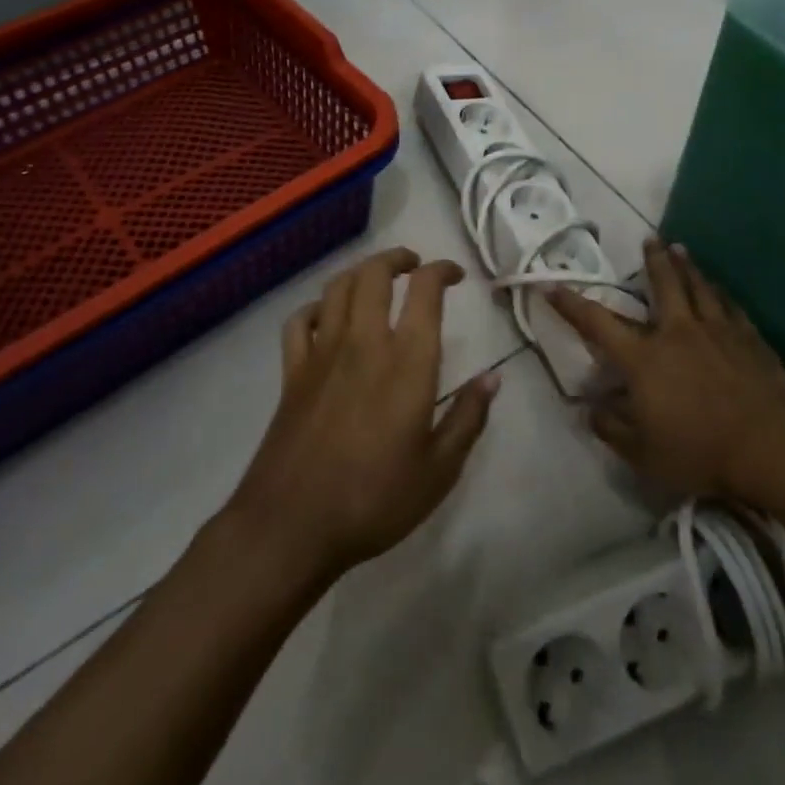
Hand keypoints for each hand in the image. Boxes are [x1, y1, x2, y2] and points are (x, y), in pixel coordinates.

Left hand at [227, 247, 498, 581]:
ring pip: (337, 288)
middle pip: (374, 274)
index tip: (455, 275)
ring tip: (377, 279)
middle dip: (397, 258)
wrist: (292, 525)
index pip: (425, 290)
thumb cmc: (375, 500)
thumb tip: (493, 377)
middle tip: (415, 265)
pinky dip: (316, 307)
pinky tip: (327, 317)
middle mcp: (364, 342)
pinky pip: (299, 321)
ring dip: (360, 273)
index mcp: (407, 361)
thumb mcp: (440, 469)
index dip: (442, 270)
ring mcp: (322, 353)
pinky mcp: (292, 372)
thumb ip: (468, 417)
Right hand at [548, 239, 784, 500]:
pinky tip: (721, 289)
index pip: (597, 323)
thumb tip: (590, 409)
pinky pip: (731, 307)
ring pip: (698, 287)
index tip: (552, 284)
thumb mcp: (643, 453)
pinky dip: (721, 294)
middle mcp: (677, 333)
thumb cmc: (699, 451)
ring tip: (680, 248)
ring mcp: (716, 331)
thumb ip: (612, 428)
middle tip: (649, 239)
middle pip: (662, 285)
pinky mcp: (749, 339)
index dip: (571, 304)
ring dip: (687, 266)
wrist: (770, 446)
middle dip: (652, 261)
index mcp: (644, 358)